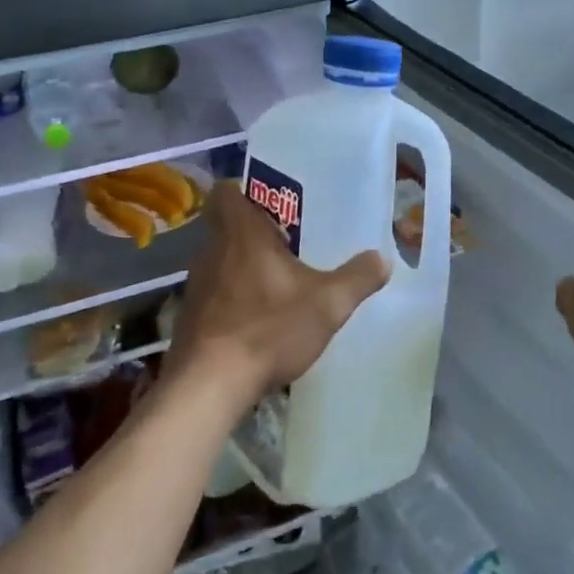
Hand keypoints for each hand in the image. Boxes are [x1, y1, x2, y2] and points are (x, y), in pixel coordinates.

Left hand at [169, 180, 388, 402]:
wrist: (208, 385)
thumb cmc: (268, 328)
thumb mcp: (327, 304)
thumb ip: (357, 278)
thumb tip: (383, 258)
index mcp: (241, 232)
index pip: (226, 191)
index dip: (244, 189)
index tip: (272, 201)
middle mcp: (212, 250)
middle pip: (225, 224)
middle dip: (253, 228)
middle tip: (287, 238)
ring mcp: (196, 284)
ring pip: (219, 258)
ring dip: (242, 263)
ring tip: (276, 277)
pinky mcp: (190, 315)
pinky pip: (214, 290)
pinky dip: (233, 294)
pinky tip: (257, 315)